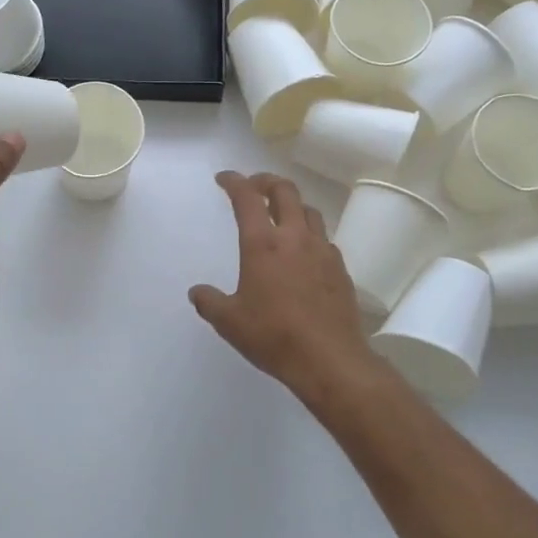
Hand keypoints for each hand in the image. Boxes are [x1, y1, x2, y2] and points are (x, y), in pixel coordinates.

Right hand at [189, 171, 381, 402]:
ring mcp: (322, 251)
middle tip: (254, 186)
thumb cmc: (273, 336)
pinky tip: (304, 251)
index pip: (247, 198)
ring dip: (292, 204)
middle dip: (267, 182)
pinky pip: (324, 238)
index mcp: (263, 244)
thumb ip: (209, 302)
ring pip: (309, 211)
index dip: (234, 182)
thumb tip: (197, 293)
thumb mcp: (229, 322)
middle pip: (285, 191)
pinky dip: (309, 233)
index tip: (224, 179)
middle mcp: (295, 238)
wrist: (329, 359)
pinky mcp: (340, 269)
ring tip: (281, 214)